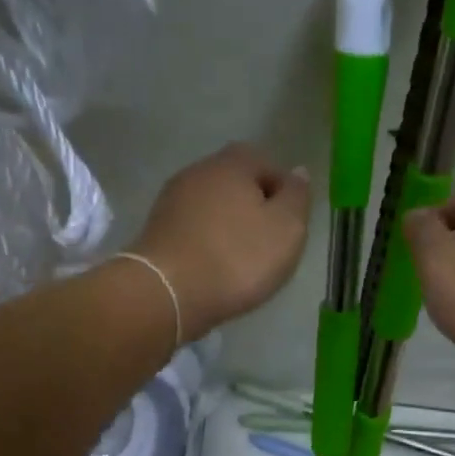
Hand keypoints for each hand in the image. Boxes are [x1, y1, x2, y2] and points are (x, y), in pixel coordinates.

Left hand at [130, 143, 310, 335]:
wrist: (168, 293)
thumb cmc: (238, 258)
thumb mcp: (287, 228)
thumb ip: (297, 197)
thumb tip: (298, 172)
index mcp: (233, 163)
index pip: (266, 162)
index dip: (283, 190)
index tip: (291, 223)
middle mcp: (199, 171)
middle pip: (236, 183)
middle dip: (254, 207)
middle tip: (269, 243)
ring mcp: (172, 200)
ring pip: (213, 206)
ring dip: (229, 226)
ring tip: (243, 260)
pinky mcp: (157, 230)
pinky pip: (193, 230)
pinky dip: (208, 243)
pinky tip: (215, 268)